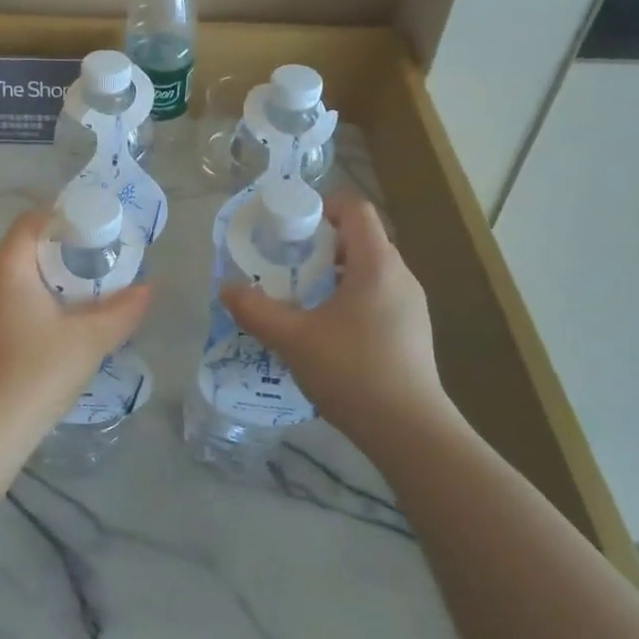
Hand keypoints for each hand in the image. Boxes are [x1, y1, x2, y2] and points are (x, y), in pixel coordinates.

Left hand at [0, 208, 151, 437]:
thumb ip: (122, 310)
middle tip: (94, 272)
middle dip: (60, 255)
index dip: (67, 221)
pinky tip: (45, 334)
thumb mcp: (89, 340)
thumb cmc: (37, 374)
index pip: (34, 221)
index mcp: (5, 267)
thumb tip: (148, 288)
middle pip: (22, 249)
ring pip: (9, 278)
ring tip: (75, 303)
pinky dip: (23, 305)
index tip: (97, 238)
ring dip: (42, 283)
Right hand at [221, 193, 459, 455]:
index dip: (322, 207)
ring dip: (334, 274)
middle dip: (320, 245)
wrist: (410, 432)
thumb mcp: (293, 339)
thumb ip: (256, 311)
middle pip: (361, 239)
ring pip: (369, 270)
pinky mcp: (413, 331)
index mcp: (376, 264)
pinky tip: (327, 331)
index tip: (291, 228)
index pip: (356, 209)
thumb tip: (226, 289)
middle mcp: (400, 276)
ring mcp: (411, 305)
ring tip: (301, 298)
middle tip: (286, 264)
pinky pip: (378, 296)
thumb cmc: (352, 372)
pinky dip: (350, 298)